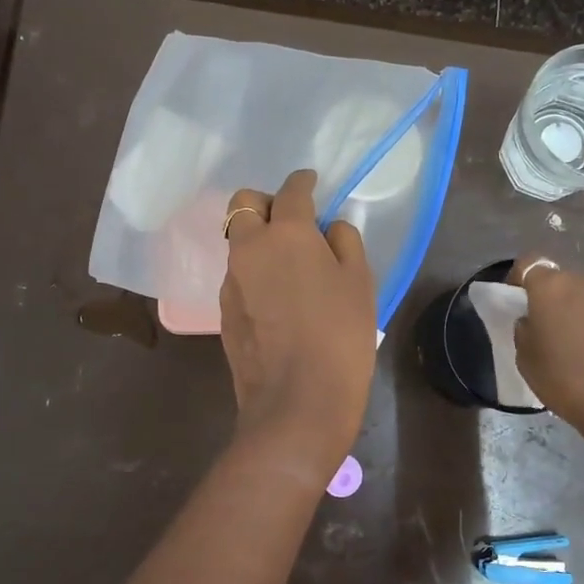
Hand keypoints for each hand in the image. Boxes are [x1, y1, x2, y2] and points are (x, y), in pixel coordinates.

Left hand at [220, 170, 376, 478]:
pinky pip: (238, 275)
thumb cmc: (339, 337)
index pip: (291, 191)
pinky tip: (277, 298)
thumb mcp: (360, 284)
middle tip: (291, 220)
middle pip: (243, 204)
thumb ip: (345, 243)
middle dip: (265, 202)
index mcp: (286, 233)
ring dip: (258, 239)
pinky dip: (254, 271)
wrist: (296, 402)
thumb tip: (328, 228)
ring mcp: (230, 281)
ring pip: (237, 241)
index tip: (311, 181)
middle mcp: (248, 248)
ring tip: (288, 264)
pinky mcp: (223, 311)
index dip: (303, 181)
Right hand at [508, 256, 583, 447]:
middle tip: (544, 331)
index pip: (528, 264)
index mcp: (552, 287)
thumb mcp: (527, 361)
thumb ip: (525, 333)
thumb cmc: (567, 379)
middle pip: (560, 283)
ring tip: (573, 351)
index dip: (518, 280)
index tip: (516, 303)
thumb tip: (532, 323)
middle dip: (550, 301)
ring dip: (576, 317)